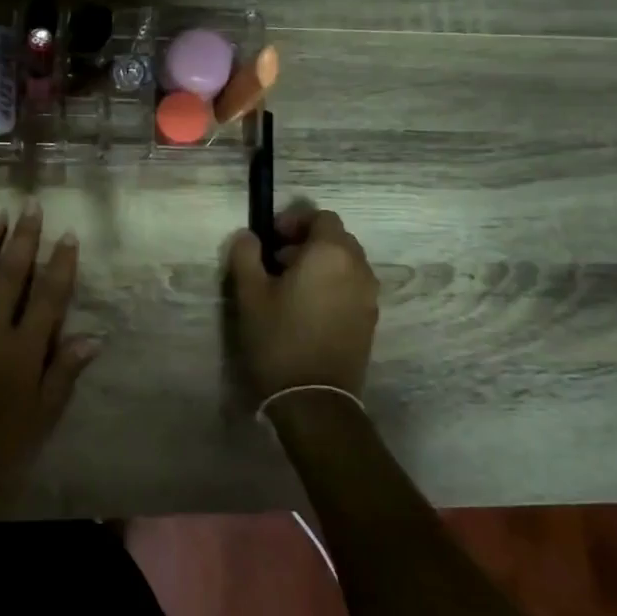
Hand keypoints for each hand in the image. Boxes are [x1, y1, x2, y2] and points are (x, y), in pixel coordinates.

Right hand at [226, 203, 379, 409]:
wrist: (314, 398)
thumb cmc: (278, 338)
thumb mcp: (250, 294)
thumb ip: (246, 255)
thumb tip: (248, 236)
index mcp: (330, 254)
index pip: (321, 217)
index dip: (295, 220)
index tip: (271, 238)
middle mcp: (358, 268)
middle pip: (336, 238)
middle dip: (307, 241)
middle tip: (276, 260)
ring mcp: (369, 295)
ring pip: (346, 263)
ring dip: (320, 263)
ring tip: (290, 286)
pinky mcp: (370, 319)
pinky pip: (352, 286)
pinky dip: (332, 284)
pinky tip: (307, 308)